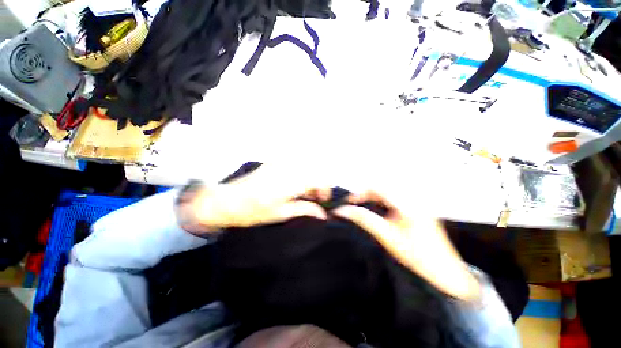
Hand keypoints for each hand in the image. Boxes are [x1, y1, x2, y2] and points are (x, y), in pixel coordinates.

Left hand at [180, 165, 330, 233]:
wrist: (226, 201)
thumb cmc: (253, 211)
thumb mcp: (280, 214)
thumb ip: (304, 210)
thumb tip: (323, 214)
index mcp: (288, 182)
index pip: (317, 179)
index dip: (325, 189)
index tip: (323, 201)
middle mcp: (287, 168)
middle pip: (313, 171)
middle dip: (318, 185)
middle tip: (314, 199)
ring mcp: (280, 163)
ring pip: (305, 167)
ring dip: (309, 179)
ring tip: (303, 194)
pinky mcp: (274, 162)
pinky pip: (295, 165)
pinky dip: (300, 175)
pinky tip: (294, 186)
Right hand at [334, 190, 481, 301]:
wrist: (444, 272)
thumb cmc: (415, 255)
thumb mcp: (386, 236)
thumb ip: (363, 219)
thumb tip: (342, 210)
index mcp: (407, 202)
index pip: (377, 187)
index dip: (360, 193)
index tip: (348, 203)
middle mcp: (413, 197)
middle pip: (383, 187)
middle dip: (366, 194)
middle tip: (354, 205)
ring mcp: (417, 202)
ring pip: (388, 191)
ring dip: (373, 196)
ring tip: (363, 206)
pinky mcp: (418, 208)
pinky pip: (395, 197)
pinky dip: (382, 200)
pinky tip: (378, 210)